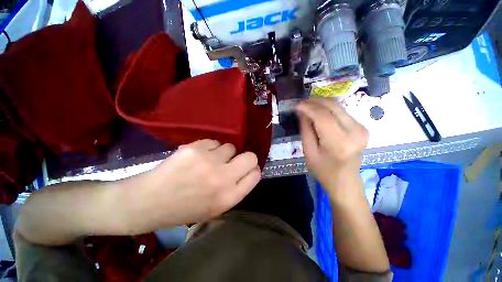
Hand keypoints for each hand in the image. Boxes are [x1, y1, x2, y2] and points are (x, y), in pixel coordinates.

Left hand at [123, 139, 260, 232]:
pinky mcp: (194, 149)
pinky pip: (213, 142)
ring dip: (223, 153)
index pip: (255, 175)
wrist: (148, 202)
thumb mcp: (216, 207)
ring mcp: (209, 162)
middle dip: (246, 157)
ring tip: (209, 161)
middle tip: (234, 160)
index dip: (253, 169)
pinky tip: (196, 156)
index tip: (248, 168)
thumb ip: (236, 189)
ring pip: (230, 147)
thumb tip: (249, 170)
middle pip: (250, 157)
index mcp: (228, 197)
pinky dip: (209, 148)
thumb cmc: (185, 208)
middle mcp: (223, 179)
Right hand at [296, 98, 368, 196]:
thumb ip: (306, 130)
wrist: (345, 181)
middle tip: (301, 104)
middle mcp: (355, 132)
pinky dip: (328, 109)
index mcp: (339, 143)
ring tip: (308, 107)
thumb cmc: (323, 170)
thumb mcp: (309, 151)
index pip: (323, 117)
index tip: (296, 105)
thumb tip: (302, 112)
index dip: (308, 108)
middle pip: (333, 107)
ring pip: (338, 106)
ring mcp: (361, 128)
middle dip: (315, 102)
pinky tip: (319, 113)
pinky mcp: (362, 127)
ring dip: (321, 104)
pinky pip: (342, 112)